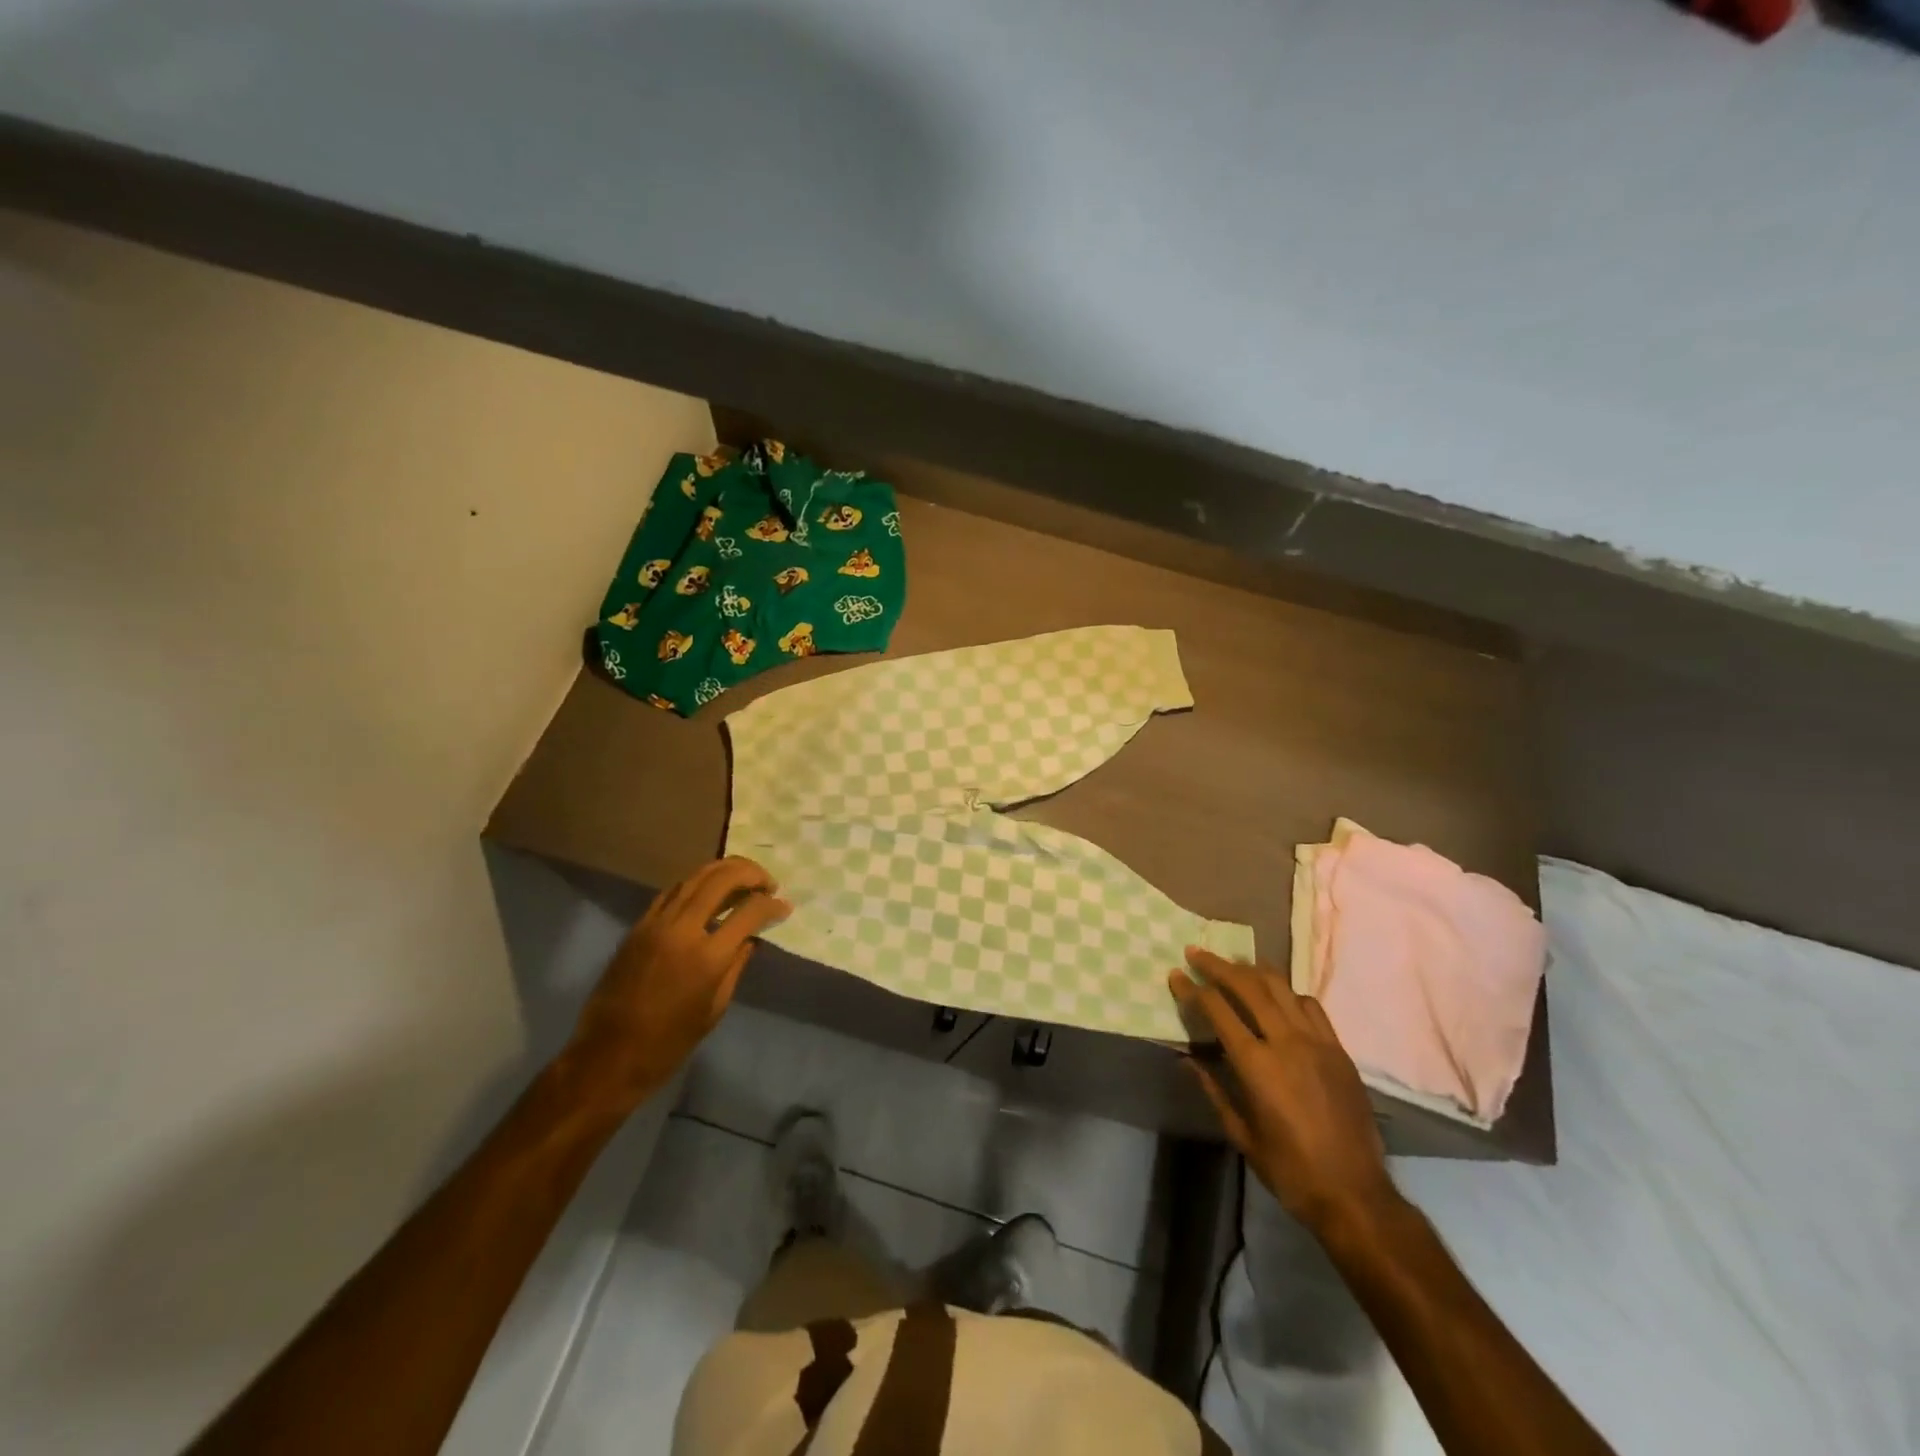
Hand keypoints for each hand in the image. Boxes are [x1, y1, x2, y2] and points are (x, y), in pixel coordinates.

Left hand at [567, 857, 790, 1100]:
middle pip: (722, 879)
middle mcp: (682, 930)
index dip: (772, 905)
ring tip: (744, 877)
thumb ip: (736, 965)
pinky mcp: (638, 926)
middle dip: (750, 873)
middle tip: (767, 883)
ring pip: (695, 877)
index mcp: (707, 957)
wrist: (608, 1056)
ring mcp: (656, 924)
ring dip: (724, 870)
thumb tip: (750, 937)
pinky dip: (696, 884)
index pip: (749, 912)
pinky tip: (709, 892)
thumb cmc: (669, 1043)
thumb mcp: (715, 1008)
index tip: (784, 906)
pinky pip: (672, 892)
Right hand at [1169, 948, 1397, 1233]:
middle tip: (1197, 953)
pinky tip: (1277, 996)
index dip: (1192, 989)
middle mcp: (1286, 1042)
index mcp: (1257, 1065)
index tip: (1176, 975)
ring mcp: (1317, 1042)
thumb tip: (1186, 1058)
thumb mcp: (1240, 1133)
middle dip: (1218, 965)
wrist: (1355, 1194)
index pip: (1217, 1009)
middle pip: (1248, 985)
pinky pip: (1310, 1005)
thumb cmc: (1289, 1169)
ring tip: (1233, 963)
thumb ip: (1213, 1088)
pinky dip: (1287, 992)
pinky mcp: (1338, 1049)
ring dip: (1252, 969)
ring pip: (1280, 987)